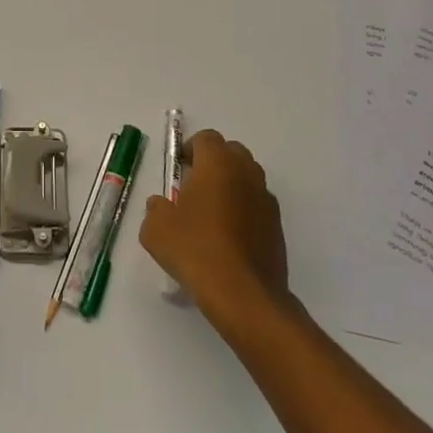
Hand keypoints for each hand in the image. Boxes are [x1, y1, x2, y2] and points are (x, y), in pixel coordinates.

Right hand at [140, 130, 291, 331]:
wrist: (244, 295)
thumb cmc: (196, 251)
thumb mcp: (156, 230)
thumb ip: (155, 209)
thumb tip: (161, 204)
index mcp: (218, 164)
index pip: (207, 138)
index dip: (190, 149)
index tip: (179, 168)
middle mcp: (246, 173)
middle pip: (232, 152)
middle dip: (214, 162)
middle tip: (194, 186)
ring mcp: (266, 199)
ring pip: (248, 178)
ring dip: (231, 185)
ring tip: (211, 213)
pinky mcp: (277, 225)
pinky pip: (258, 204)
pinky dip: (244, 209)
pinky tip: (229, 236)